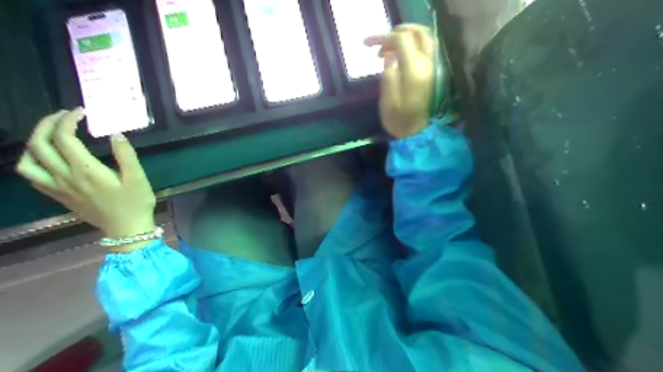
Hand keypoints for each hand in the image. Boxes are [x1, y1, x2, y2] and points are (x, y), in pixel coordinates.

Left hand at [14, 108, 156, 242]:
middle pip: (39, 145)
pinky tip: (48, 158)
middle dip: (47, 124)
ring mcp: (58, 188)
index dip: (68, 120)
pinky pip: (32, 177)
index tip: (81, 112)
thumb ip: (126, 155)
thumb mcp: (138, 178)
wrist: (127, 230)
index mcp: (86, 171)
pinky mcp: (58, 196)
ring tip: (51, 135)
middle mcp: (66, 177)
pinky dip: (33, 161)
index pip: (64, 138)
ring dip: (34, 143)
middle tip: (64, 116)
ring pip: (27, 161)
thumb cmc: (135, 203)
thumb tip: (115, 134)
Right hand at [365, 24, 438, 137]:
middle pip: (417, 32)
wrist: (415, 132)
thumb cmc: (398, 120)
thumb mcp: (387, 101)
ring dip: (405, 36)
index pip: (402, 41)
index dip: (383, 38)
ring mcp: (431, 67)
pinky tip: (397, 54)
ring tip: (387, 48)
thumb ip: (388, 76)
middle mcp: (426, 65)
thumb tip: (388, 56)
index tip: (367, 45)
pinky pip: (425, 47)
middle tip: (379, 43)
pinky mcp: (431, 71)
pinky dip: (411, 44)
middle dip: (396, 32)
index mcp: (413, 72)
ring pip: (424, 37)